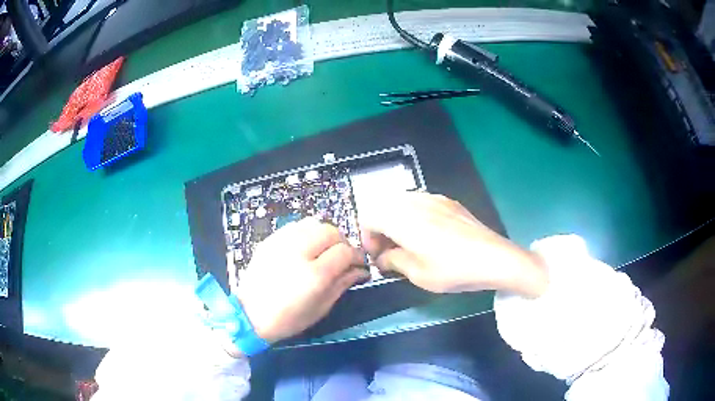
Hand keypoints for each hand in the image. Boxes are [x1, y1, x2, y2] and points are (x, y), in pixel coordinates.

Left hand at [233, 218, 367, 343]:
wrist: (249, 314)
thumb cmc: (288, 319)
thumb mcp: (320, 308)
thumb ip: (342, 284)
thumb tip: (359, 271)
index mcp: (314, 274)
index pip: (345, 252)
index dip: (357, 257)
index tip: (359, 265)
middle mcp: (299, 252)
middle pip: (331, 231)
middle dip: (341, 243)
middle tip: (341, 257)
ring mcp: (281, 243)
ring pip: (313, 223)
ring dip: (324, 234)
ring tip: (323, 250)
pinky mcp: (270, 240)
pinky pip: (295, 226)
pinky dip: (306, 233)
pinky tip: (305, 247)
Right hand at [359, 192, 547, 297]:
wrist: (494, 258)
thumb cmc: (453, 269)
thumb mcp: (418, 274)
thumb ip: (393, 261)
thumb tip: (383, 257)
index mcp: (402, 218)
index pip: (369, 217)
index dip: (367, 237)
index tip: (378, 256)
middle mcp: (414, 201)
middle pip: (383, 206)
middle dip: (380, 227)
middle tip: (390, 250)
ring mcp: (434, 198)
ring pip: (401, 202)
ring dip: (396, 220)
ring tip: (408, 243)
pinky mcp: (449, 201)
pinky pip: (420, 202)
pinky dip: (413, 215)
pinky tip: (428, 234)